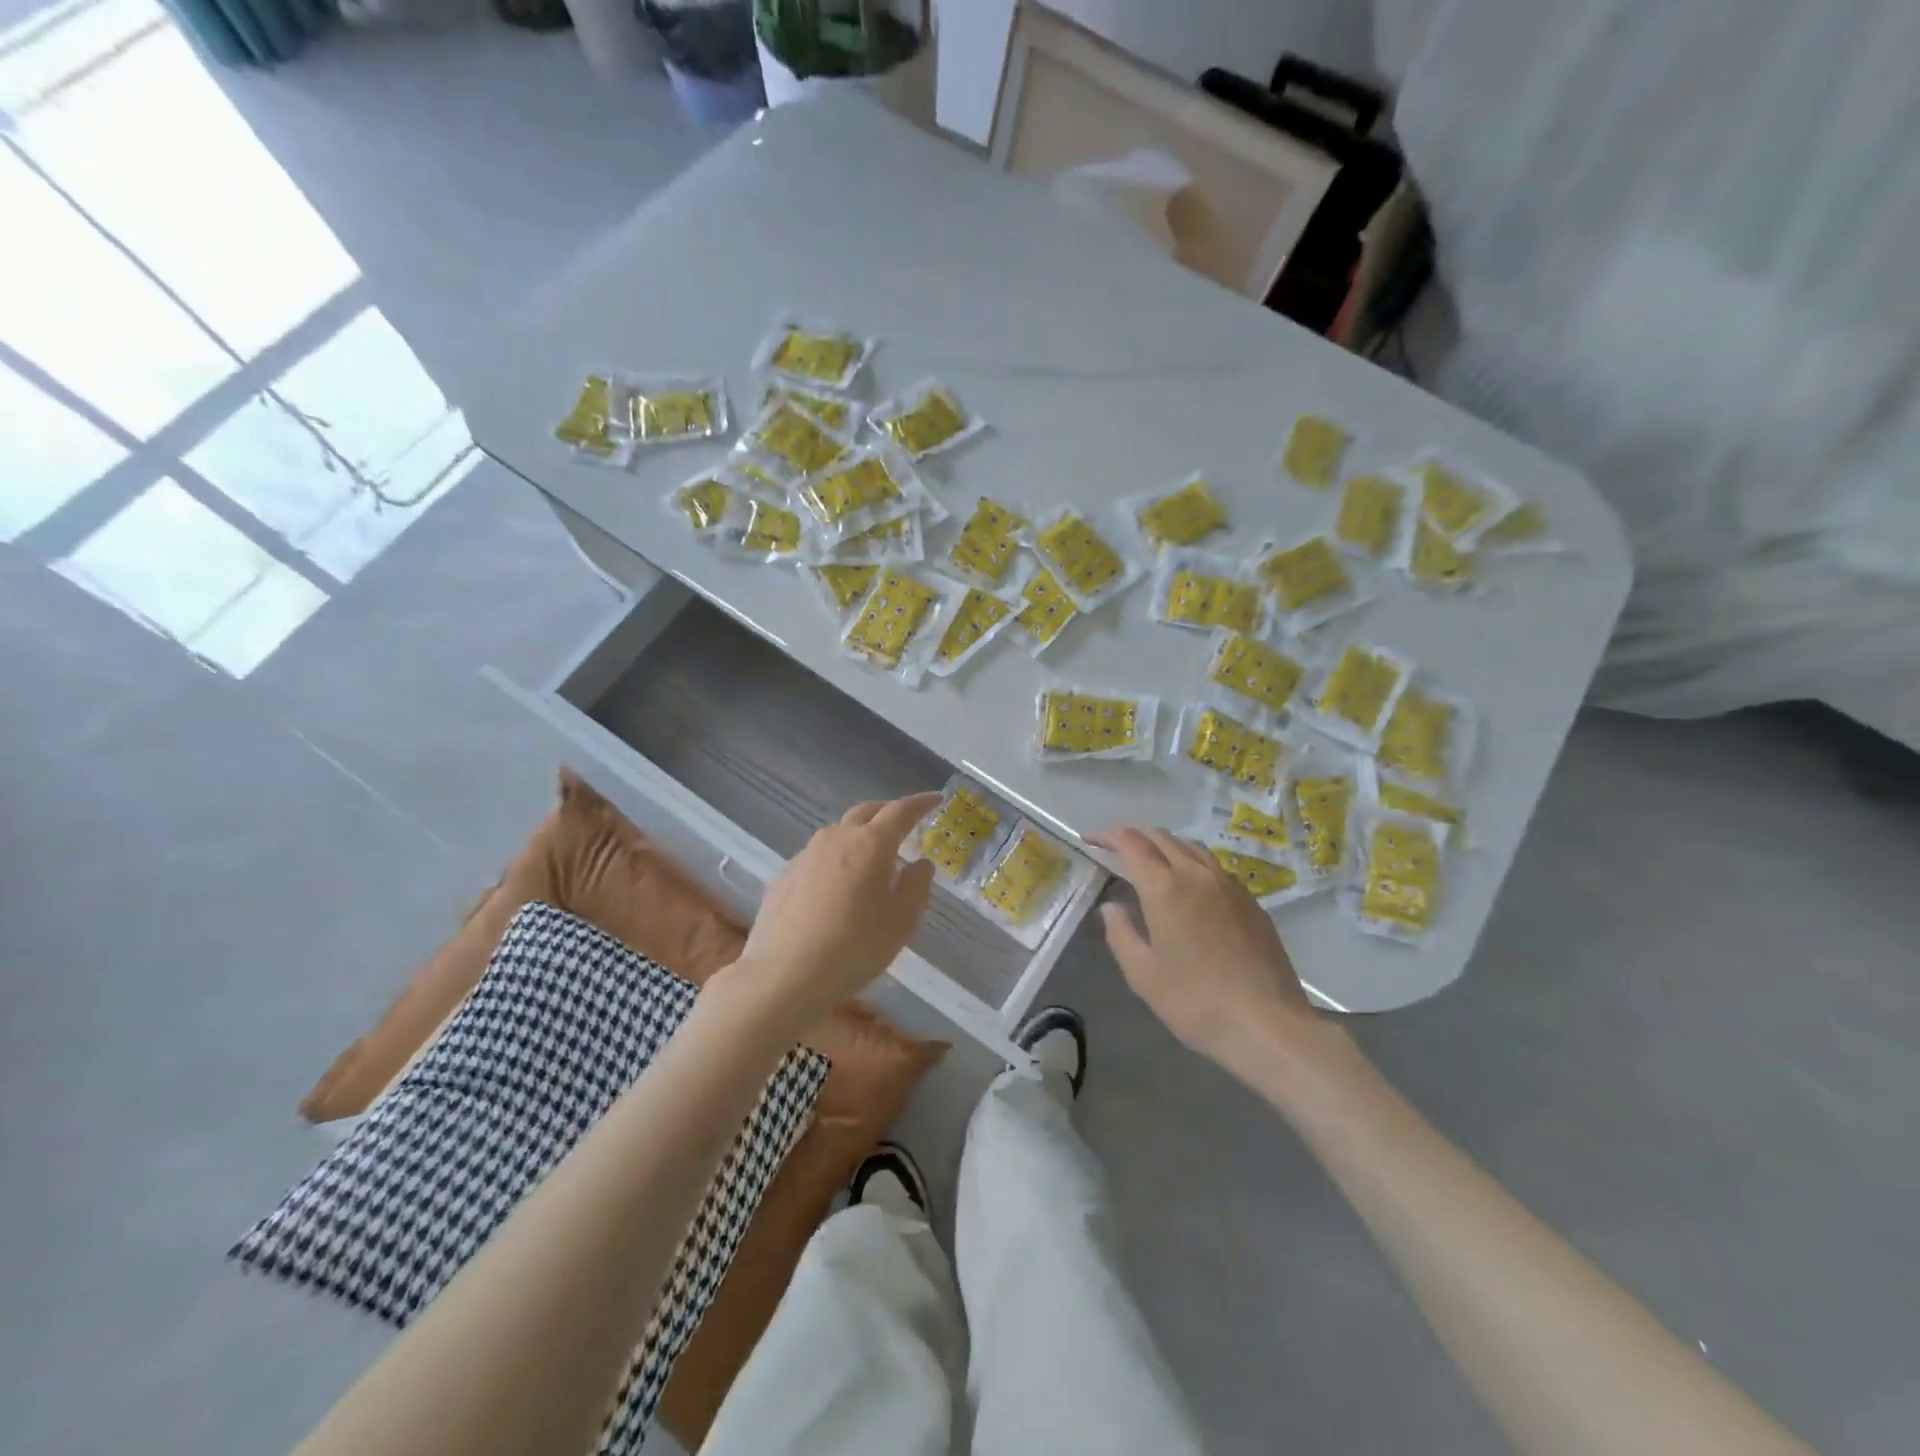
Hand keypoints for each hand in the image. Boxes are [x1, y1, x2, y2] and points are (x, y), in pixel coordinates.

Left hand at [725, 793, 940, 1031]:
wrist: (786, 974)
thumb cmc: (856, 946)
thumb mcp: (902, 921)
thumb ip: (916, 886)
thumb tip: (920, 864)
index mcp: (871, 843)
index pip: (901, 811)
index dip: (920, 804)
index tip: (935, 800)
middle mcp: (836, 838)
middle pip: (866, 812)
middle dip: (887, 812)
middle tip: (903, 824)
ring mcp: (806, 855)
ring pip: (838, 833)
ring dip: (858, 836)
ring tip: (870, 858)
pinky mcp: (784, 876)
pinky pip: (817, 857)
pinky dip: (835, 860)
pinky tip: (836, 886)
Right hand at [1090, 827, 1324, 1073]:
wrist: (1267, 1025)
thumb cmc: (1195, 1002)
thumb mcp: (1143, 974)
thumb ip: (1120, 933)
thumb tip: (1112, 907)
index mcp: (1165, 887)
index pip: (1130, 843)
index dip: (1106, 836)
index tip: (1089, 840)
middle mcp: (1197, 874)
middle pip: (1162, 837)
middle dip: (1134, 839)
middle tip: (1115, 854)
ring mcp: (1229, 885)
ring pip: (1191, 847)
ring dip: (1165, 848)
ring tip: (1151, 867)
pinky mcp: (1251, 902)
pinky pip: (1214, 868)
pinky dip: (1191, 865)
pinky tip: (1189, 892)